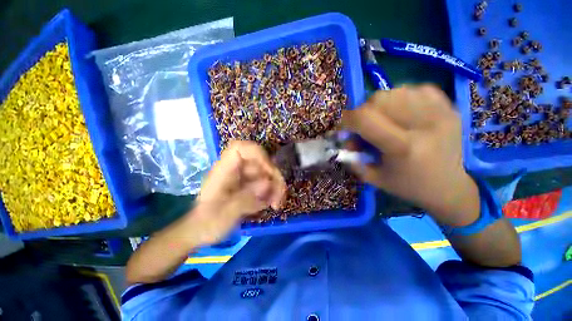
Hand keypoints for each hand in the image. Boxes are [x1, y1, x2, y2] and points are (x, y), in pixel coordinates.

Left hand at [188, 140, 285, 245]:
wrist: (203, 231)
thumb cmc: (208, 222)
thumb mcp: (224, 214)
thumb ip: (245, 198)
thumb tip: (268, 183)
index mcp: (224, 170)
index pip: (240, 148)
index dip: (258, 154)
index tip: (268, 171)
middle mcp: (236, 170)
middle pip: (261, 162)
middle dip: (274, 177)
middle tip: (279, 196)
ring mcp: (244, 177)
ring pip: (267, 173)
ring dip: (276, 187)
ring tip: (276, 204)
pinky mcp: (250, 186)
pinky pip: (267, 183)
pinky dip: (273, 192)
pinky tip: (272, 205)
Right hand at [342, 85, 479, 226]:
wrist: (449, 187)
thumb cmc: (408, 186)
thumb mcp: (373, 177)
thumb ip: (353, 159)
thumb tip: (345, 141)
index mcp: (402, 147)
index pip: (366, 119)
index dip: (347, 119)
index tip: (344, 126)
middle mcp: (424, 125)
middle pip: (380, 99)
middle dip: (364, 111)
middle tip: (365, 125)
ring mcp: (440, 113)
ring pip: (397, 91)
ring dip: (382, 104)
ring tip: (384, 119)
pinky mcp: (450, 108)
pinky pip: (417, 89)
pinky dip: (403, 97)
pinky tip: (403, 112)